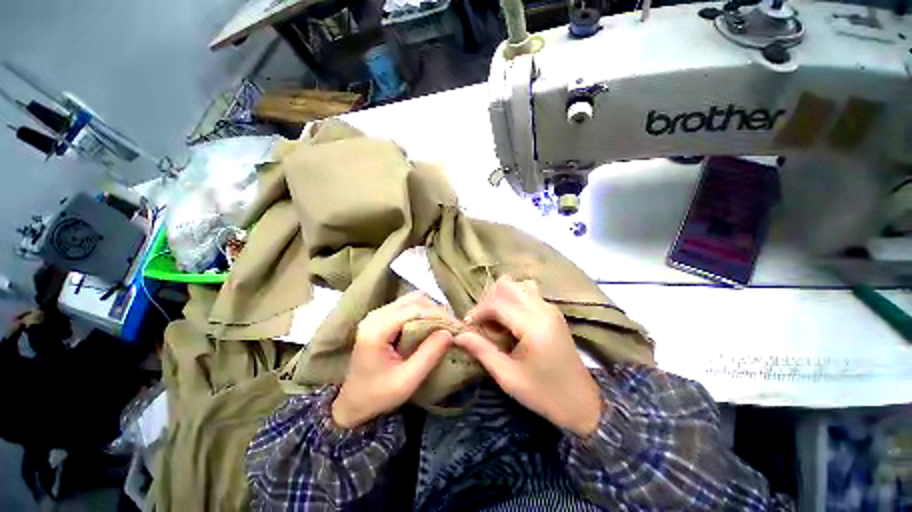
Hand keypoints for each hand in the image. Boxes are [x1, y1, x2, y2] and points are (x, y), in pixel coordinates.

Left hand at [332, 292, 453, 428]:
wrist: (352, 402)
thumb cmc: (378, 395)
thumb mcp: (407, 381)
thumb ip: (428, 355)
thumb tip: (449, 333)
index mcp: (377, 329)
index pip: (414, 310)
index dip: (438, 314)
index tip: (457, 326)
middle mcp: (376, 315)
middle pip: (414, 300)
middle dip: (436, 310)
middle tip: (452, 326)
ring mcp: (378, 314)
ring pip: (412, 300)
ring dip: (431, 309)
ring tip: (444, 325)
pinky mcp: (382, 317)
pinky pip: (408, 306)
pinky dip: (423, 312)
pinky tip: (432, 325)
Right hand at [455, 276, 602, 436]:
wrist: (582, 403)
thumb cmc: (544, 394)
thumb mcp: (508, 377)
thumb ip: (482, 351)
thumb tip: (459, 335)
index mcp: (533, 326)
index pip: (497, 303)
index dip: (478, 312)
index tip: (468, 327)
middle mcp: (543, 309)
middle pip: (507, 285)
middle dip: (488, 301)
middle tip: (483, 323)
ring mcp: (550, 308)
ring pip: (518, 284)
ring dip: (502, 297)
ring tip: (497, 319)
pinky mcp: (553, 311)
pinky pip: (528, 291)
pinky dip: (513, 298)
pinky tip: (511, 318)